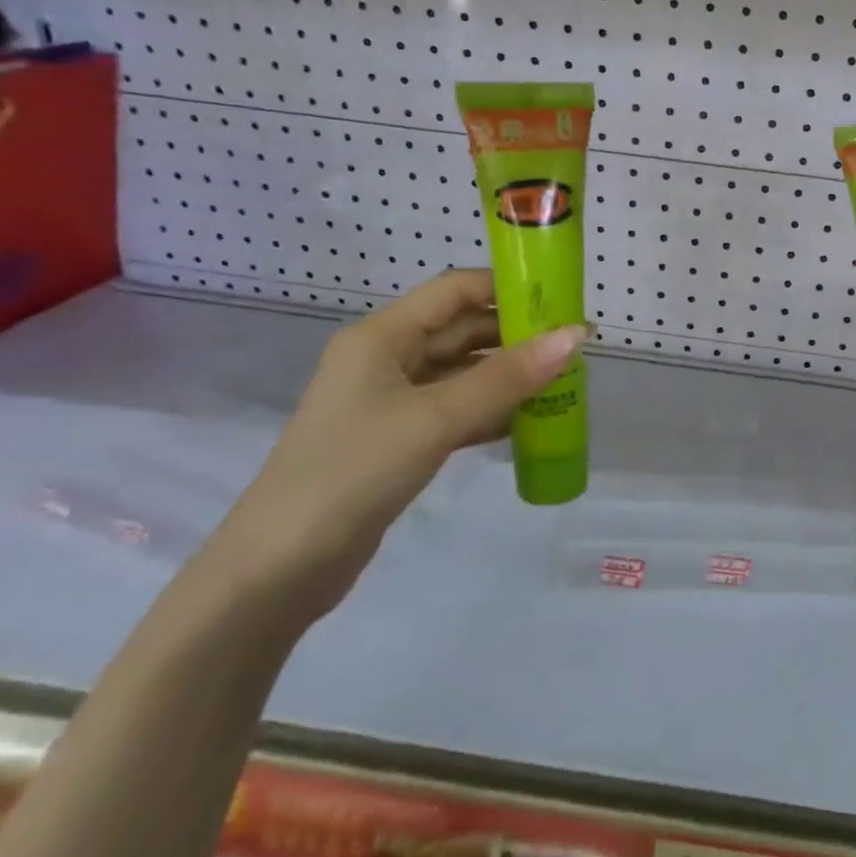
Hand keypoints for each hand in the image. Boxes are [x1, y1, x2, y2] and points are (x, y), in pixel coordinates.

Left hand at [210, 270, 583, 618]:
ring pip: (461, 374)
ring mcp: (391, 402)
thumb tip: (574, 336)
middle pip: (460, 331)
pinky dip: (490, 412)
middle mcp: (386, 359)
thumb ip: (506, 378)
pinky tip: (529, 422)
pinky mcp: (398, 440)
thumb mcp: (435, 419)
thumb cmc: (354, 472)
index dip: (506, 288)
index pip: (454, 291)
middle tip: (574, 347)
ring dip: (508, 376)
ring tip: (564, 382)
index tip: (560, 300)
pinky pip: (455, 411)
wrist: (281, 567)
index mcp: (382, 337)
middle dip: (515, 335)